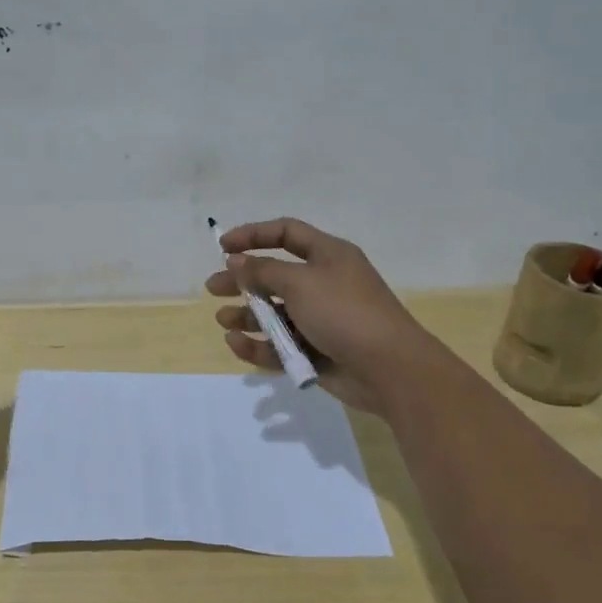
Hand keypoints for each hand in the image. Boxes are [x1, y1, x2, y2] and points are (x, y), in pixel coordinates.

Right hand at [206, 217, 450, 413]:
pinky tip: (237, 344)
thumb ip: (263, 271)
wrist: (389, 369)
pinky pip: (280, 344)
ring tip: (224, 320)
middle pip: (274, 275)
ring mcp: (320, 319)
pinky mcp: (316, 351)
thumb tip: (236, 260)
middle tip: (212, 288)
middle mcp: (323, 283)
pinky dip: (259, 344)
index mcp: (328, 255)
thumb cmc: (344, 312)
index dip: (254, 235)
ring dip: (247, 315)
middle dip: (242, 281)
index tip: (222, 247)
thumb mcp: (300, 283)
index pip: (286, 233)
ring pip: (275, 313)